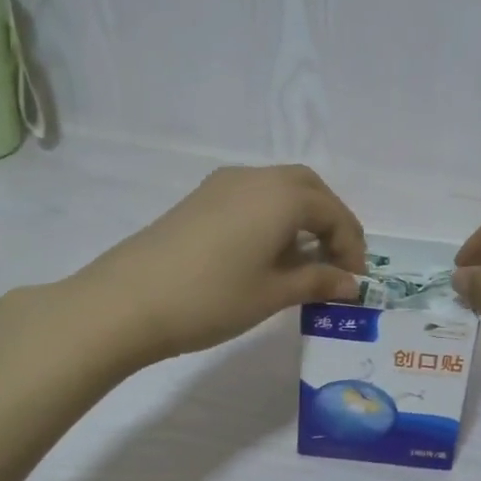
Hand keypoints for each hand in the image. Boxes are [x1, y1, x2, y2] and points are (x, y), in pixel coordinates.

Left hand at [69, 165, 365, 365]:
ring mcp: (222, 186)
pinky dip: (274, 218)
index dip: (351, 245)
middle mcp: (255, 178)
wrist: (126, 302)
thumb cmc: (212, 298)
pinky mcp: (199, 200)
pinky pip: (253, 198)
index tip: (355, 281)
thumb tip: (350, 284)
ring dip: (302, 218)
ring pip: (279, 189)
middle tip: (338, 261)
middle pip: (308, 189)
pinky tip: (268, 254)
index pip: (332, 212)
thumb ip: (318, 281)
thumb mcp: (274, 293)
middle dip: (331, 222)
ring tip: (306, 262)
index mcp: (281, 196)